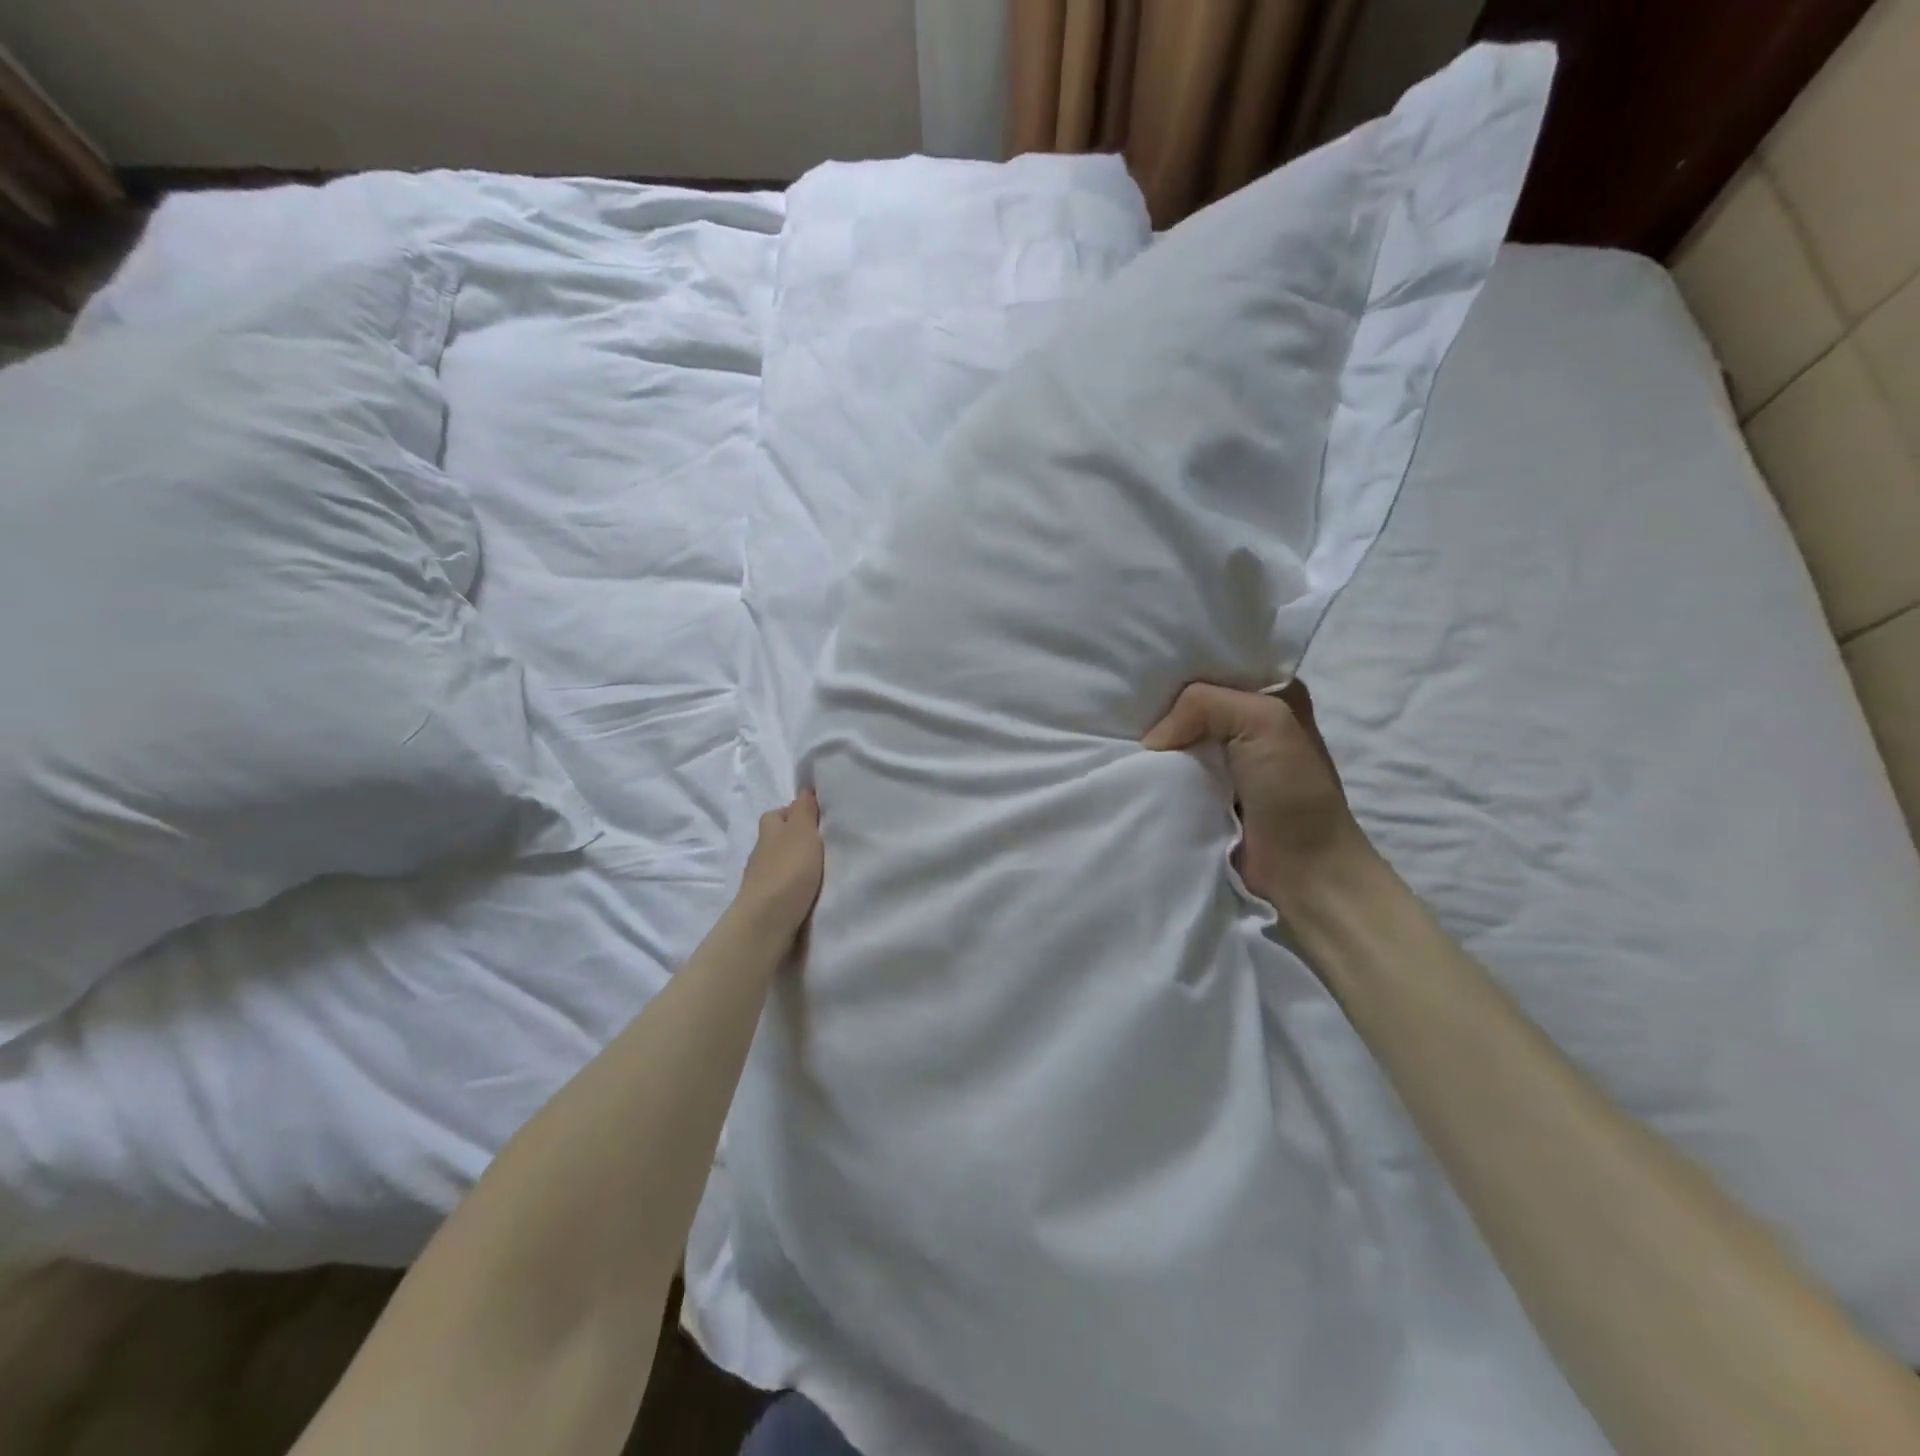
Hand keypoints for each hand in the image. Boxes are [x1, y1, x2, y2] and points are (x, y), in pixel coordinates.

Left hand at [735, 790, 824, 940]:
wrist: (767, 922)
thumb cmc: (788, 870)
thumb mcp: (802, 831)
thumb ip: (804, 810)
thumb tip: (805, 790)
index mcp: (769, 829)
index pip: (780, 813)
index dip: (798, 812)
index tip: (820, 818)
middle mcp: (761, 851)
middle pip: (780, 838)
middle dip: (799, 839)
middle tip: (827, 845)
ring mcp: (761, 879)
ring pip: (782, 863)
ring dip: (798, 865)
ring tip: (824, 870)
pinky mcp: (766, 903)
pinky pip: (784, 886)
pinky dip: (796, 886)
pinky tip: (812, 892)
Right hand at [1143, 680, 1375, 915]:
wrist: (1303, 870)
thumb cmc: (1294, 791)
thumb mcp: (1264, 722)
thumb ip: (1204, 705)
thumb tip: (1152, 741)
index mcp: (1273, 694)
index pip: (1216, 666)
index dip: (1181, 669)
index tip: (1141, 674)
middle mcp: (1249, 721)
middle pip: (1193, 702)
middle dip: (1161, 705)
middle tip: (1122, 705)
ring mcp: (1226, 759)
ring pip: (1179, 737)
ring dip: (1157, 743)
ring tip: (1118, 736)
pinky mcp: (1207, 791)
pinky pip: (1174, 771)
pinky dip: (1156, 771)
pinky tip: (1134, 767)